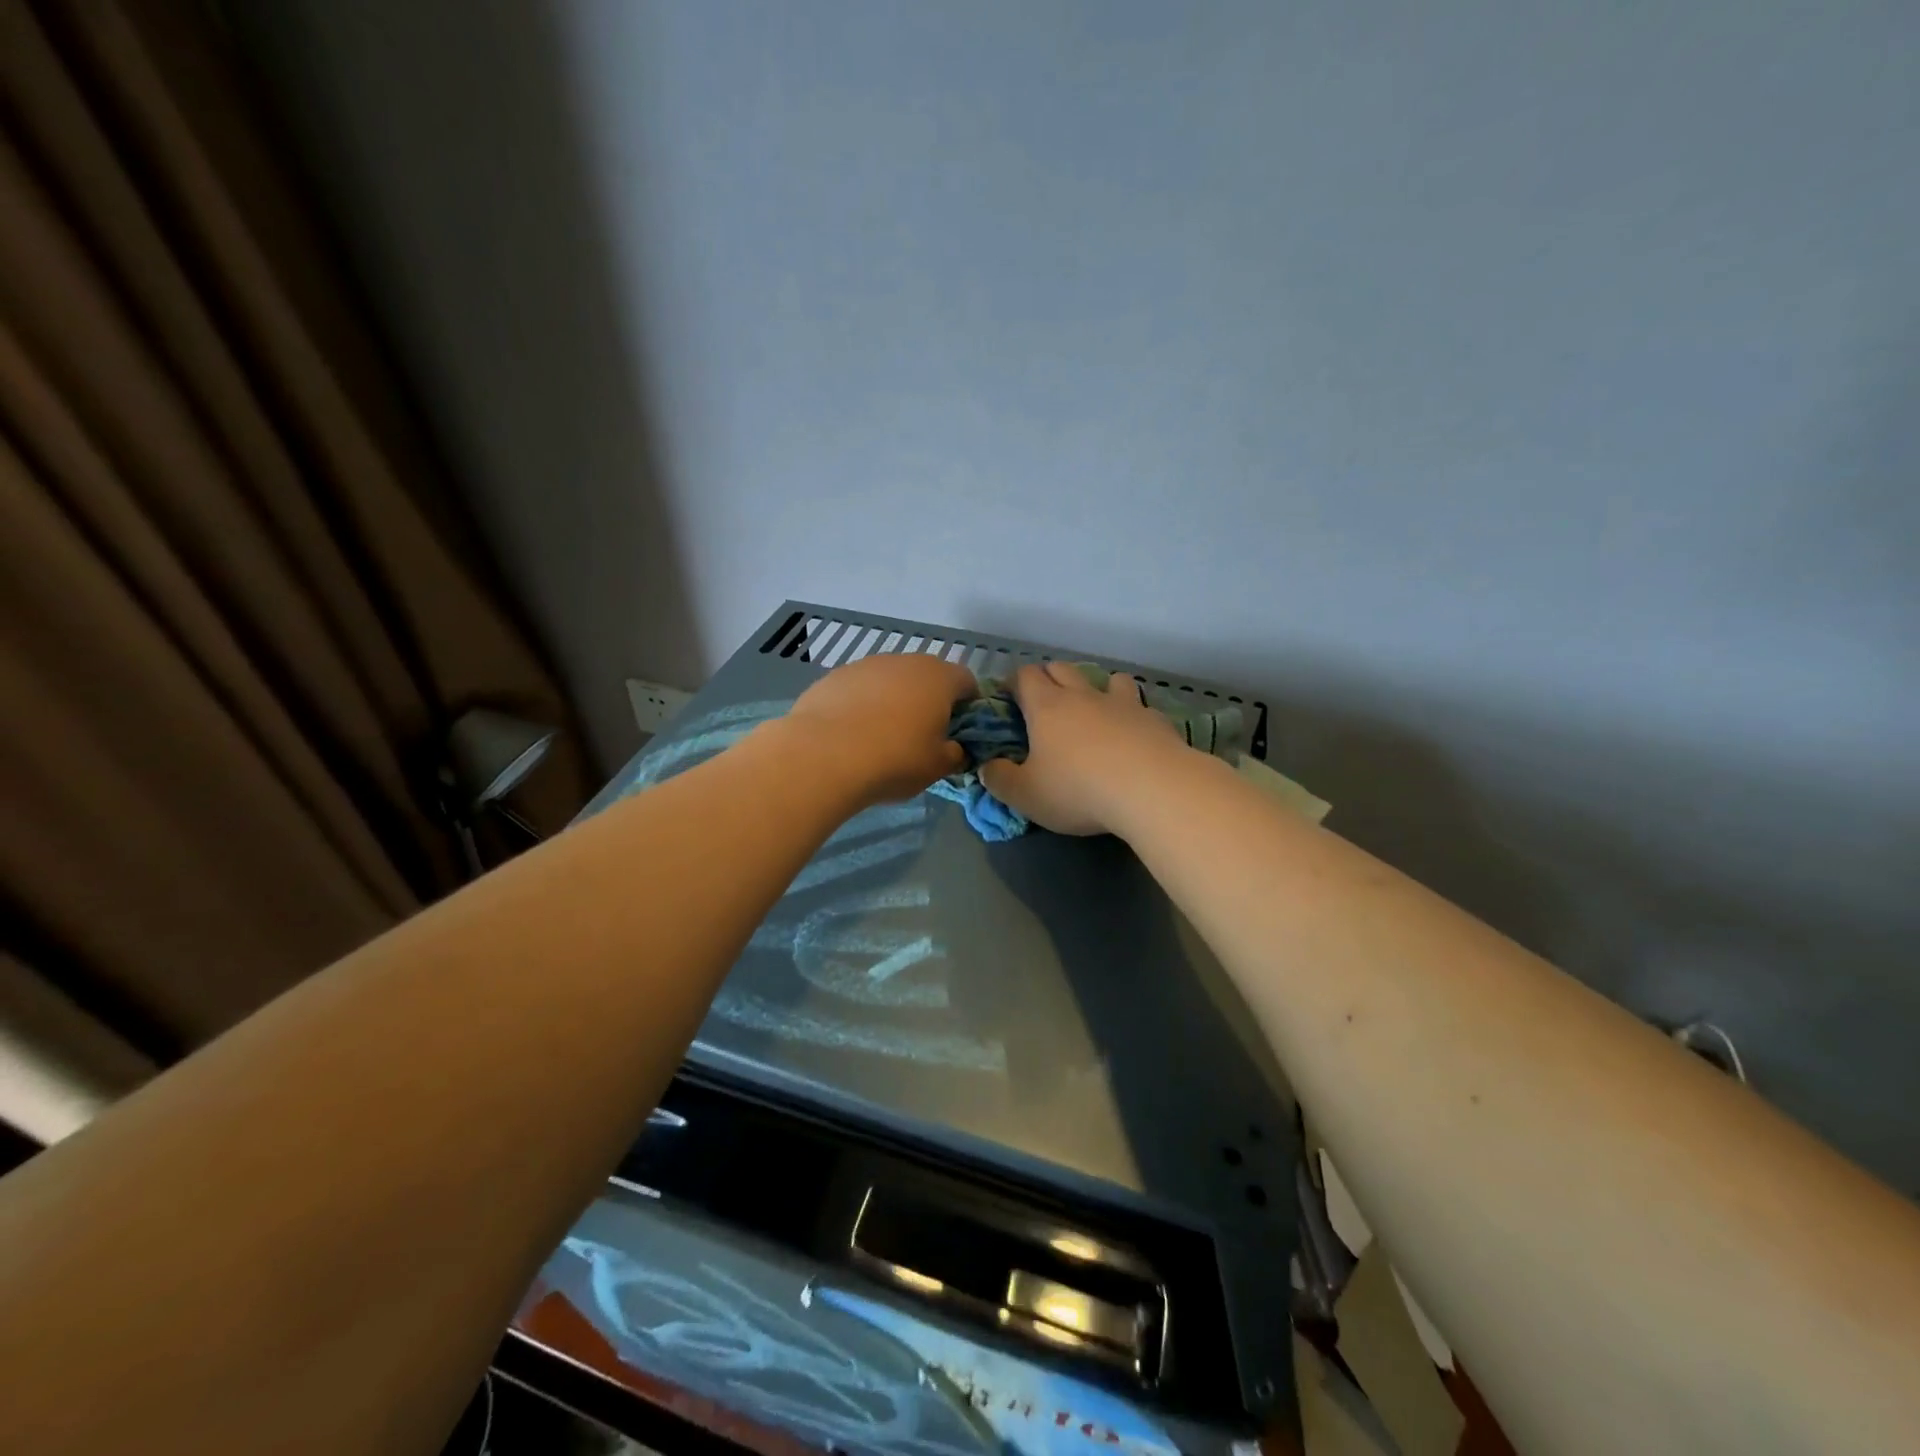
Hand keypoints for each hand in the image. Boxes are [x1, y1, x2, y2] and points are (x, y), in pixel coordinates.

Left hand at [780, 652, 977, 806]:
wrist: (824, 755)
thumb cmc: (895, 759)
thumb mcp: (937, 768)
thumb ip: (954, 754)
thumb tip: (954, 749)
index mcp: (939, 678)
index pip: (967, 682)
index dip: (969, 705)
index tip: (960, 730)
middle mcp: (905, 661)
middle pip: (927, 676)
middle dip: (929, 701)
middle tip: (922, 735)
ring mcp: (866, 665)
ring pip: (890, 680)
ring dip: (893, 701)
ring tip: (882, 736)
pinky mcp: (833, 676)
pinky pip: (859, 689)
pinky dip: (861, 705)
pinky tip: (851, 734)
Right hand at [979, 662, 1189, 834]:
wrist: (1152, 789)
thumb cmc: (1078, 790)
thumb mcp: (1026, 795)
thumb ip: (1000, 779)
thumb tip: (987, 767)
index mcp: (1047, 707)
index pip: (1025, 676)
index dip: (1014, 683)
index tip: (1009, 698)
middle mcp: (1083, 696)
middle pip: (1063, 669)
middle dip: (1050, 678)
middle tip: (1045, 703)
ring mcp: (1123, 704)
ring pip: (1108, 679)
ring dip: (1098, 687)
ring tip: (1096, 709)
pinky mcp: (1155, 719)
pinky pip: (1140, 706)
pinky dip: (1132, 714)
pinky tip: (1134, 734)